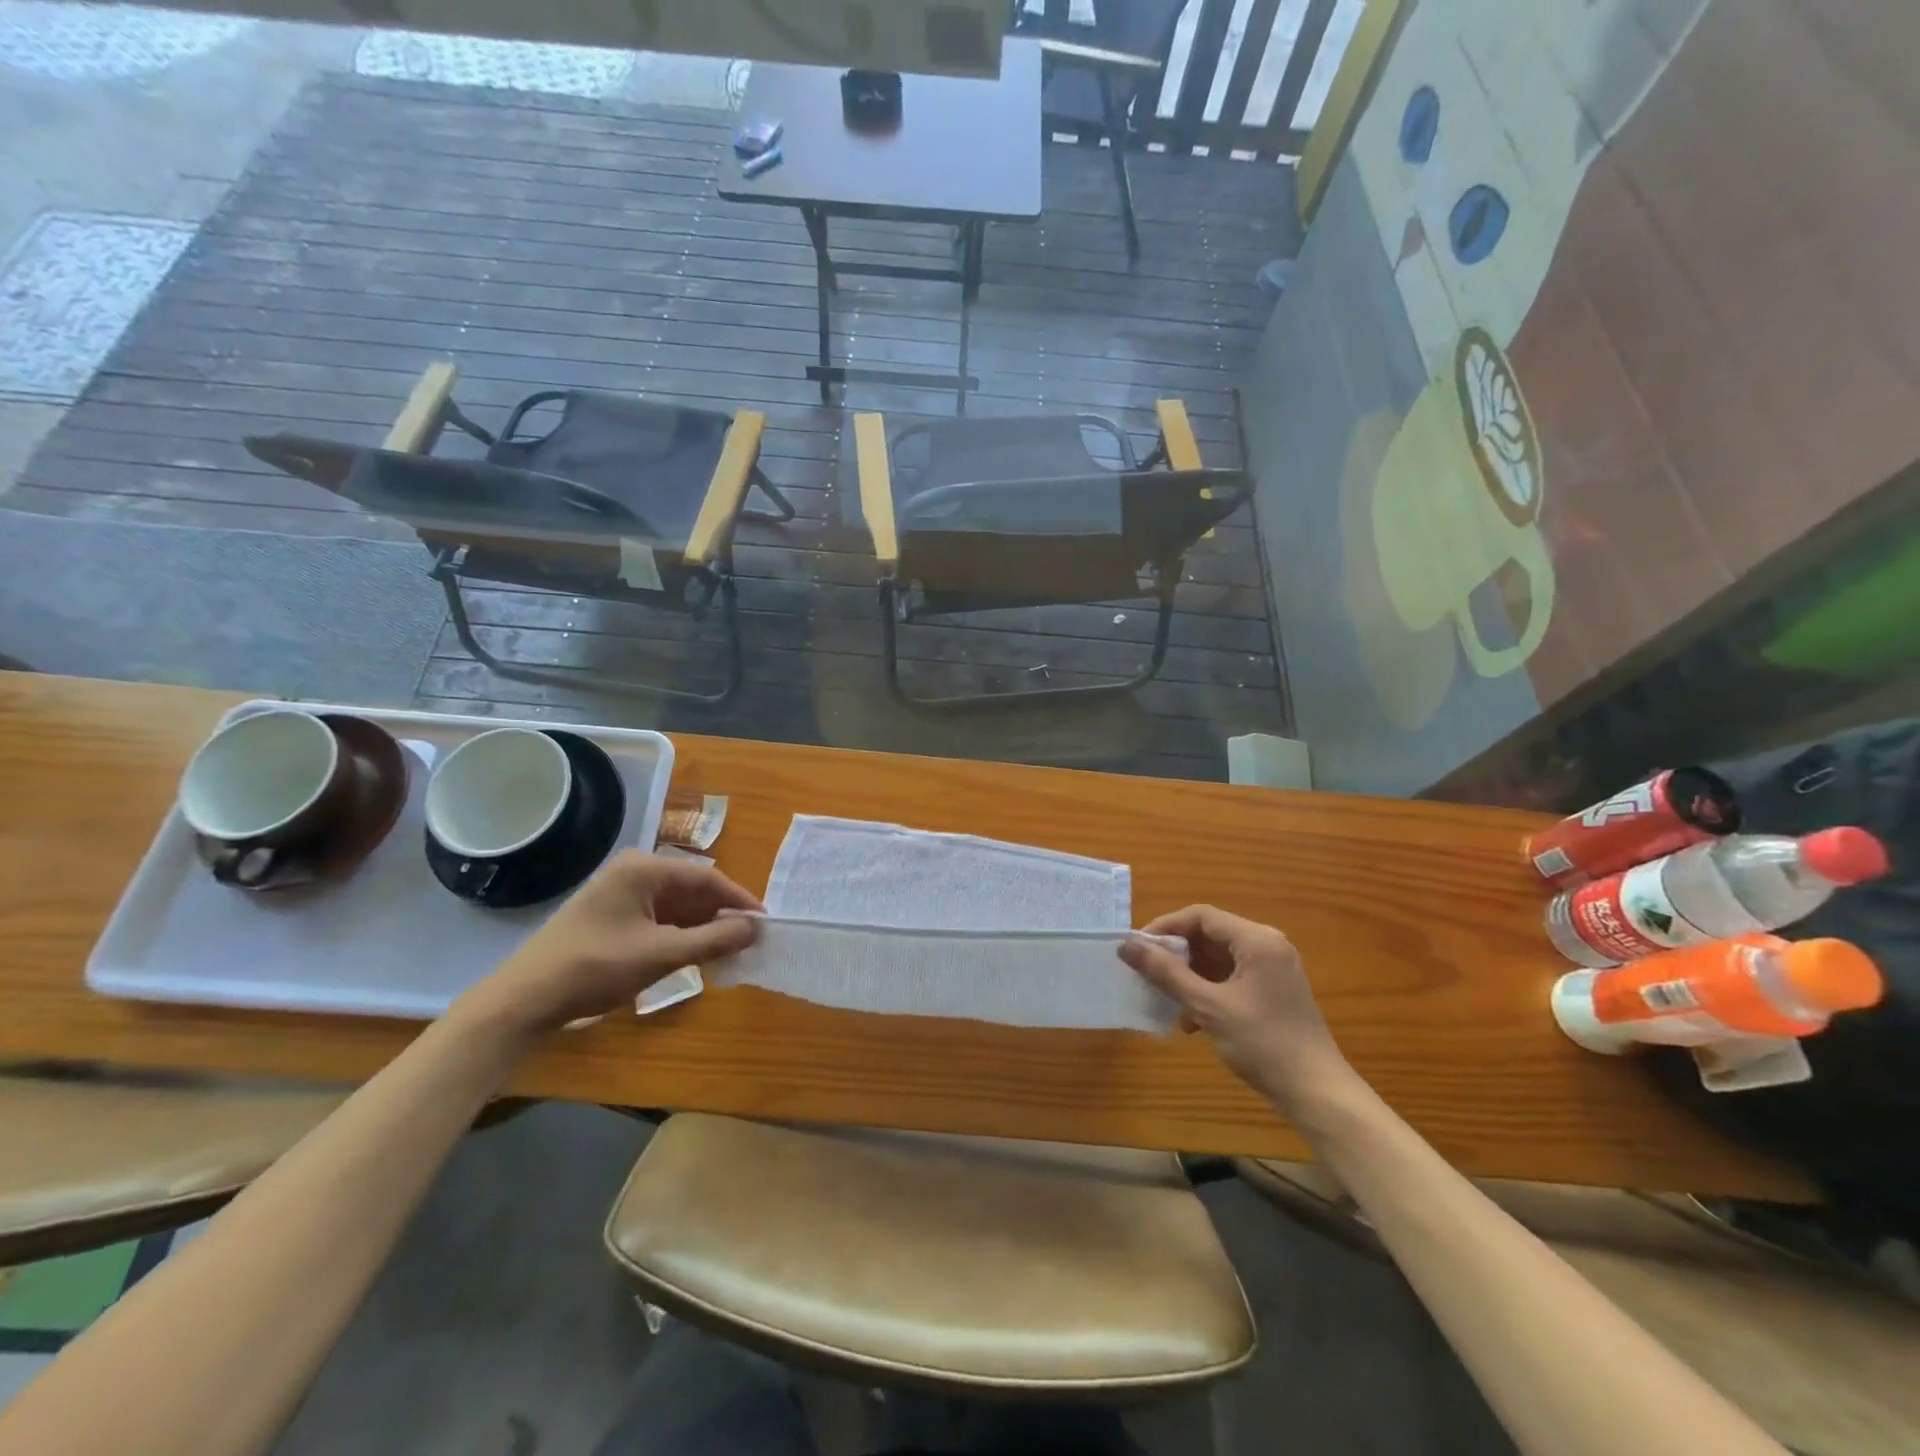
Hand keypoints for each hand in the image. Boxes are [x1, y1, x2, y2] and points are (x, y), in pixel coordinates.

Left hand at [459, 852, 761, 1035]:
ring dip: (702, 929)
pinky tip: (696, 956)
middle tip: (750, 942)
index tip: (766, 924)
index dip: (739, 901)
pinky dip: (680, 936)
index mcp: (644, 869)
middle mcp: (634, 873)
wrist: (524, 1000)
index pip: (707, 879)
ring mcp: (621, 894)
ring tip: (730, 953)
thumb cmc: (595, 968)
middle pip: (693, 891)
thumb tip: (756, 928)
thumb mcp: (661, 955)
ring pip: (677, 907)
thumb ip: (713, 939)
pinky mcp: (612, 917)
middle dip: (721, 916)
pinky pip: (659, 919)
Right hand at [1119, 905, 1354, 1108]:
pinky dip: (1208, 990)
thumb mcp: (1208, 1007)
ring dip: (1189, 976)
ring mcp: (1272, 969)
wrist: (1317, 1093)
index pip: (1201, 916)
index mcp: (1257, 940)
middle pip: (1210, 935)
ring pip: (1218, 958)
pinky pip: (1231, 977)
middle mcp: (1267, 945)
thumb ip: (1167, 972)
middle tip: (1146, 973)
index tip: (1137, 947)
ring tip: (1166, 1000)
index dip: (1165, 927)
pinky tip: (1192, 1020)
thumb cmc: (1263, 1043)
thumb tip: (1127, 945)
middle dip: (1176, 954)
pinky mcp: (1272, 991)